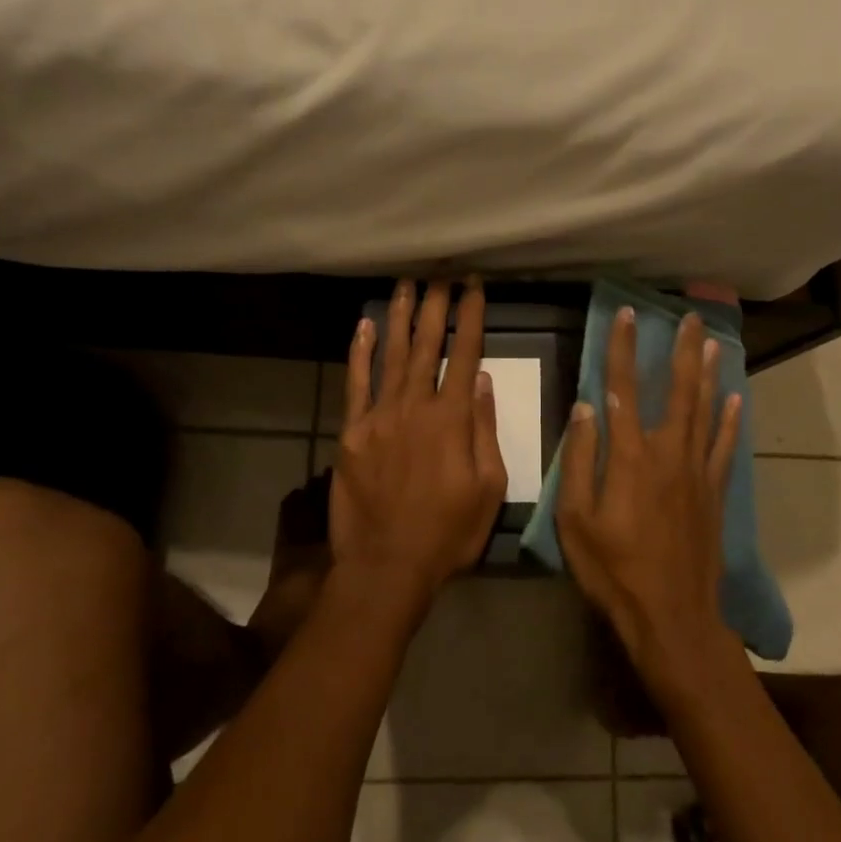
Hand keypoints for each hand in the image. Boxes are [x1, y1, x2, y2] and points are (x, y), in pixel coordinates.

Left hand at [328, 279, 508, 613]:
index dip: (471, 316)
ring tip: (407, 285)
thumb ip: (485, 430)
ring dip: (400, 317)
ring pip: (392, 355)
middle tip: (441, 275)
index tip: (475, 286)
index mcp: (452, 419)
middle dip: (436, 306)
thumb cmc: (448, 533)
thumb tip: (483, 381)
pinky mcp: (351, 432)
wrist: (386, 566)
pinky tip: (365, 326)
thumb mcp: (489, 488)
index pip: (465, 354)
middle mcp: (414, 406)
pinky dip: (361, 353)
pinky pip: (356, 384)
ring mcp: (378, 417)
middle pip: (427, 344)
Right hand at [556, 307, 742, 674]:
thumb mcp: (575, 520)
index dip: (622, 349)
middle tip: (690, 317)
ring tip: (713, 342)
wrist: (672, 616)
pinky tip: (736, 399)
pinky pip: (725, 446)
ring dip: (708, 374)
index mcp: (630, 457)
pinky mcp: (714, 492)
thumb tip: (585, 407)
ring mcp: (697, 472)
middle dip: (682, 350)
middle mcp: (668, 453)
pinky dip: (731, 420)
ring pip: (705, 411)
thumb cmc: (614, 570)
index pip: (621, 389)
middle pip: (677, 390)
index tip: (626, 315)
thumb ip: (581, 460)